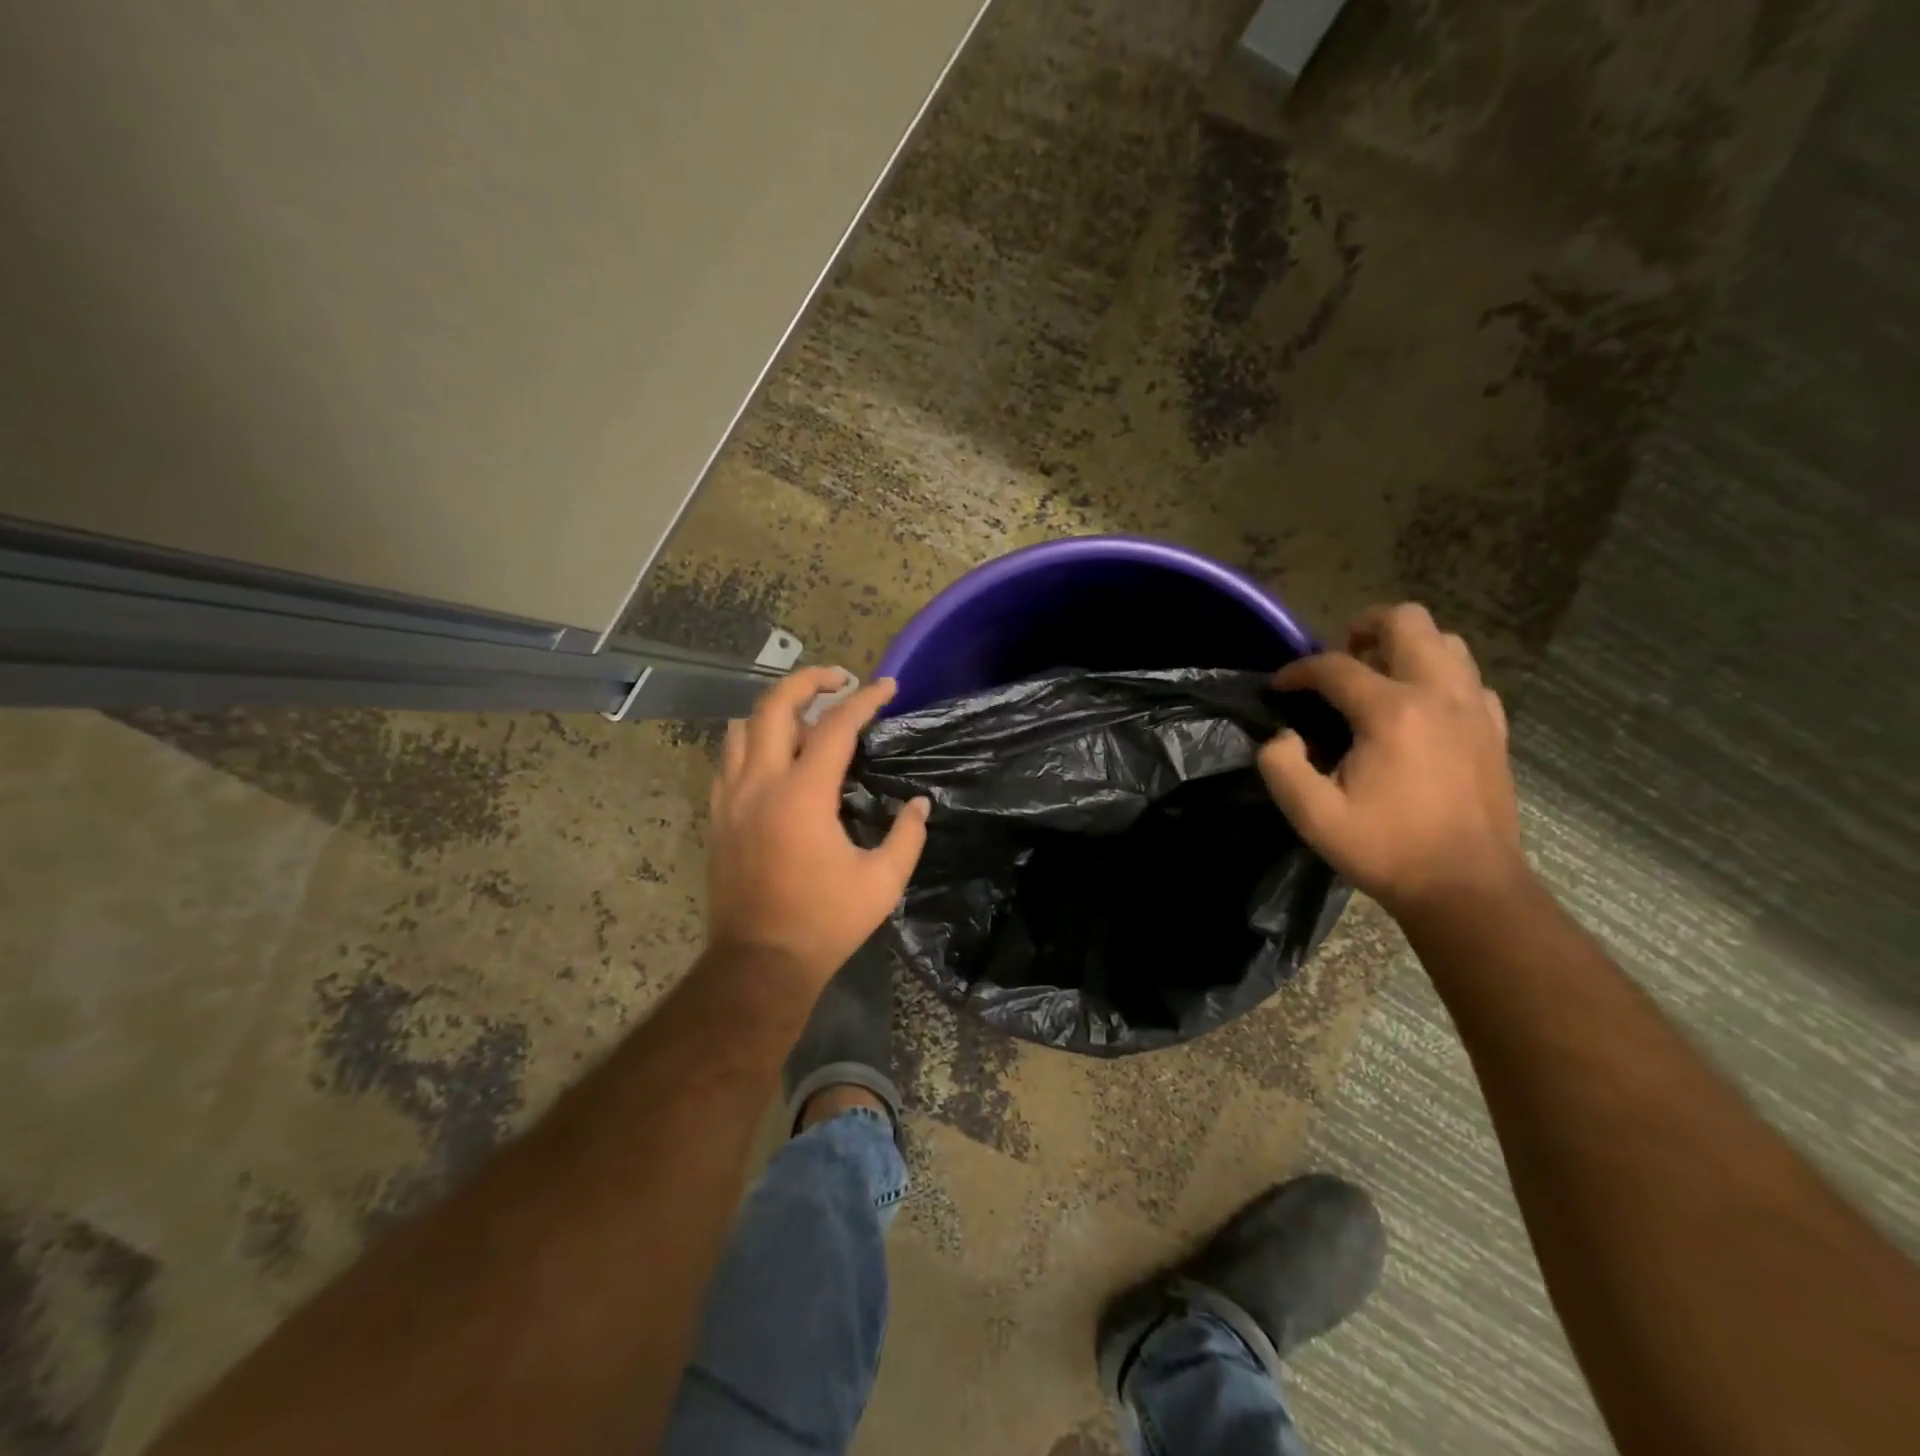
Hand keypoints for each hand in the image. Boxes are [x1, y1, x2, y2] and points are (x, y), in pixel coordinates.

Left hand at [707, 667, 929, 988]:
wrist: (759, 962)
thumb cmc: (824, 922)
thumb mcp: (882, 882)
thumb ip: (908, 835)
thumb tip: (921, 803)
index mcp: (803, 796)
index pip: (836, 726)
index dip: (864, 699)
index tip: (887, 686)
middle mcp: (760, 784)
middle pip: (774, 706)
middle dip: (808, 681)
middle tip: (839, 679)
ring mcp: (731, 799)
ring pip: (741, 727)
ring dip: (775, 709)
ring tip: (807, 715)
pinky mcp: (717, 816)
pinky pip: (728, 759)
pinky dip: (752, 741)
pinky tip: (775, 756)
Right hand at [1258, 603, 1526, 918]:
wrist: (1467, 889)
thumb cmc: (1386, 850)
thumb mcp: (1312, 816)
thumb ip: (1281, 765)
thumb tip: (1283, 737)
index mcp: (1391, 712)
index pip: (1334, 666)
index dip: (1298, 671)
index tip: (1278, 688)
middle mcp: (1439, 695)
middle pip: (1406, 621)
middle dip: (1363, 627)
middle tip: (1339, 659)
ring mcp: (1475, 709)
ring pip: (1445, 642)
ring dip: (1406, 647)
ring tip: (1378, 677)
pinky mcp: (1494, 729)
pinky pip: (1469, 678)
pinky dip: (1439, 678)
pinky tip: (1419, 710)